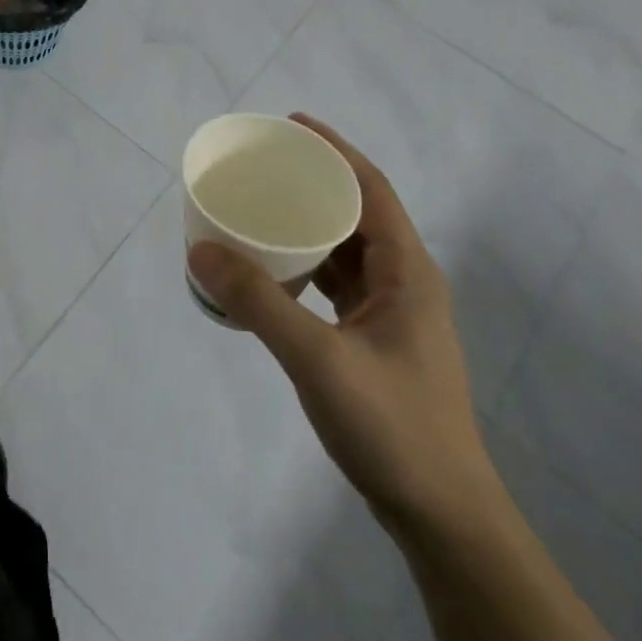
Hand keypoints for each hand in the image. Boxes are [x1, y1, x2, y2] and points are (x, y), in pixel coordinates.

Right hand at [187, 114, 498, 538]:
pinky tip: (272, 270)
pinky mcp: (375, 340)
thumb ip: (259, 302)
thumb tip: (200, 249)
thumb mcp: (317, 359)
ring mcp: (391, 314)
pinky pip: (336, 283)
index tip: (290, 125)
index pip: (371, 188)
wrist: (441, 515)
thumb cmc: (393, 427)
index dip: (334, 150)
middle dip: (313, 182)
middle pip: (357, 213)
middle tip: (261, 166)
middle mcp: (404, 282)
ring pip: (345, 250)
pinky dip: (305, 265)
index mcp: (407, 271)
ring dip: (307, 226)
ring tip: (260, 207)